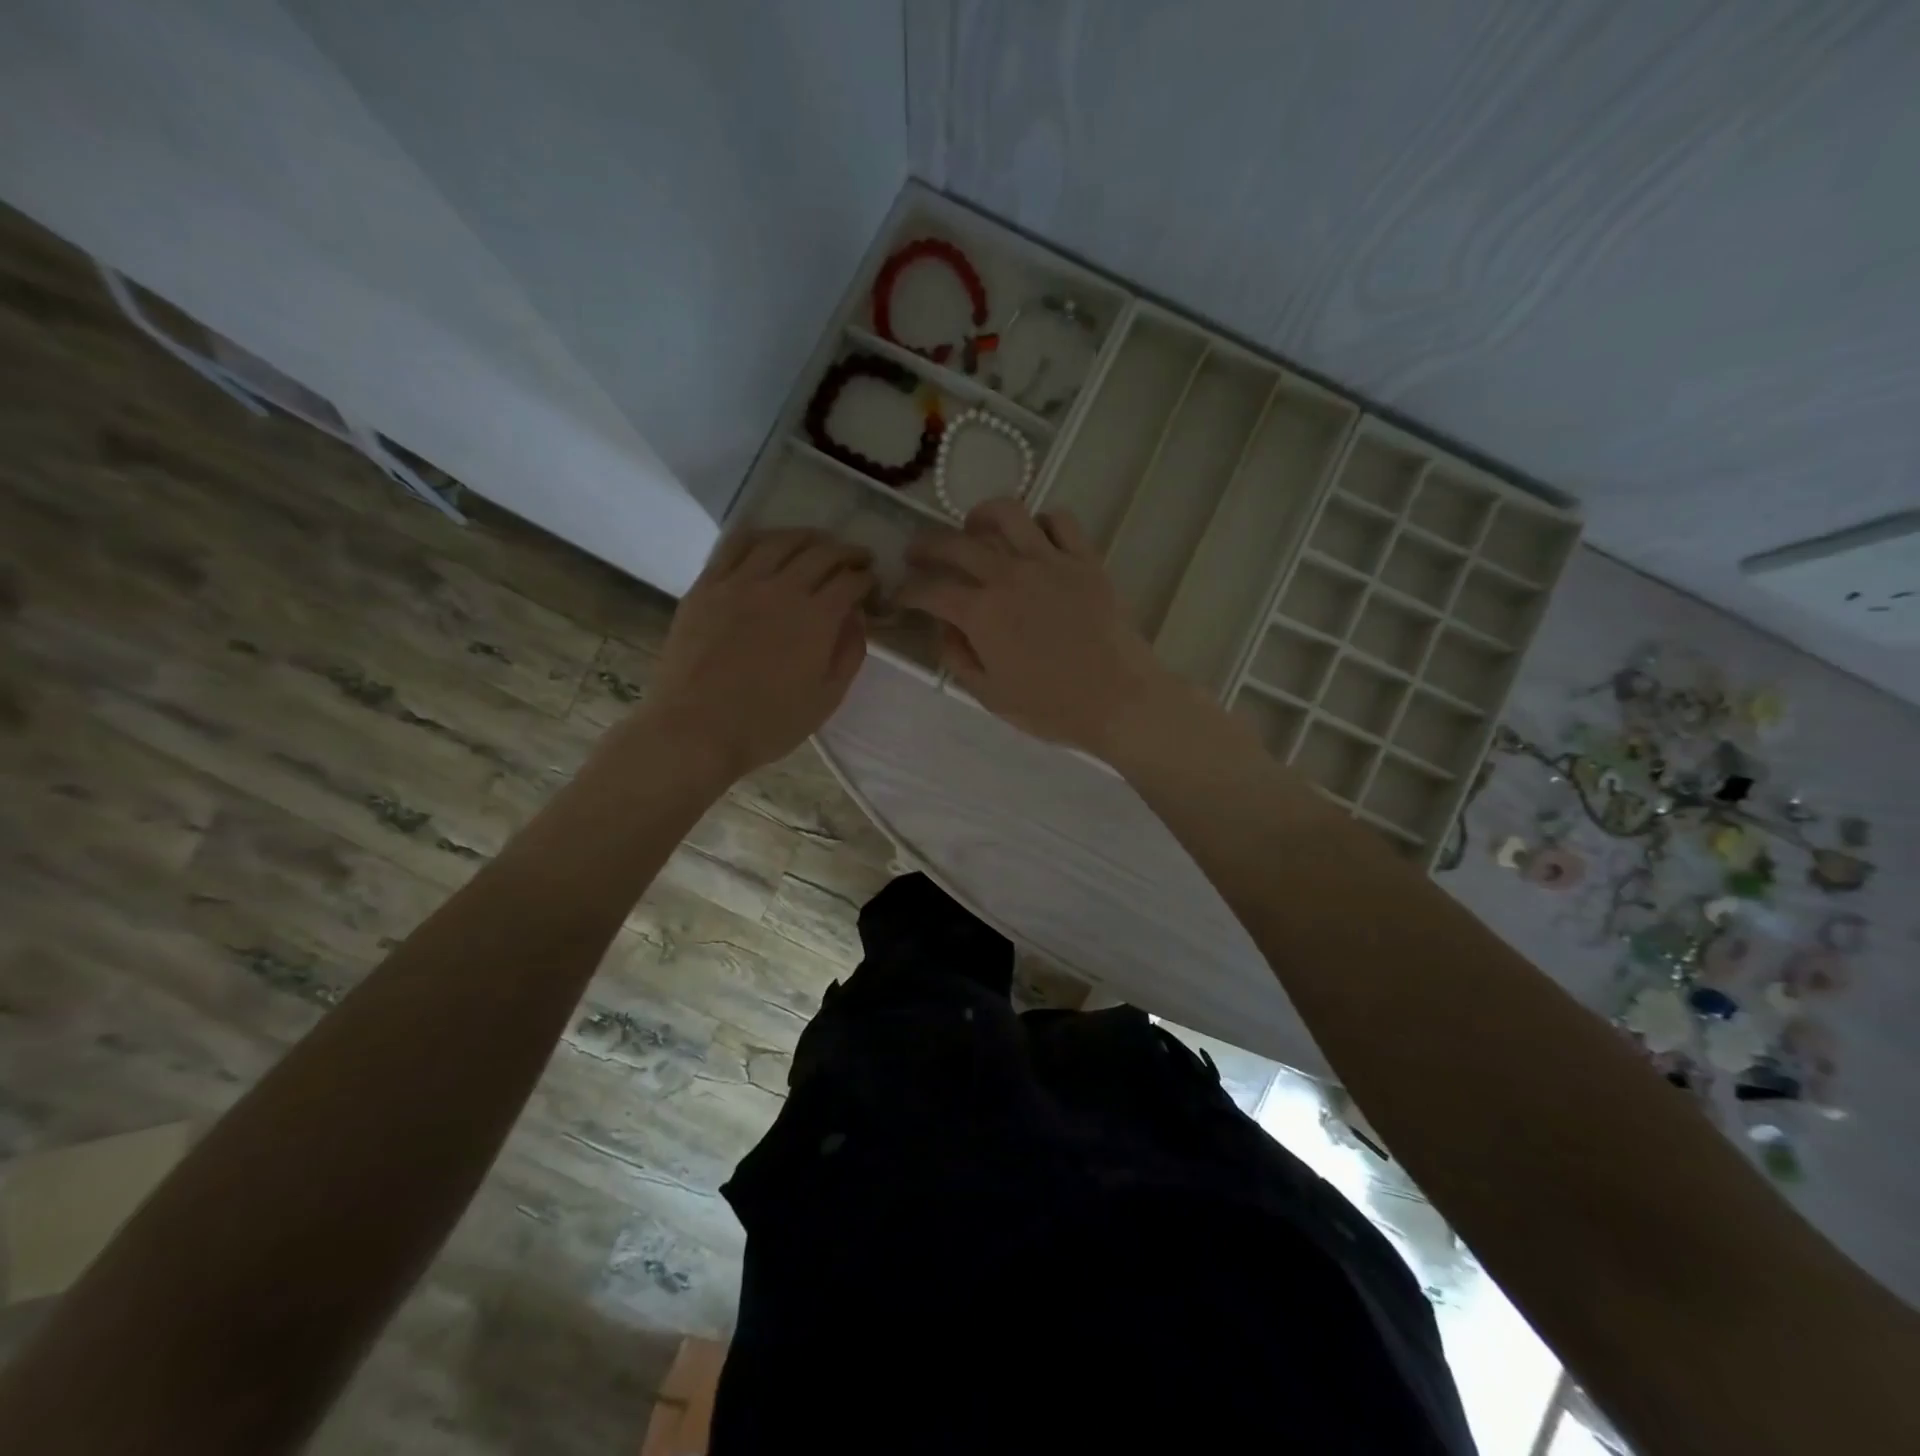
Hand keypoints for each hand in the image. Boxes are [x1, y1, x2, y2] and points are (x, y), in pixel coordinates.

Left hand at [639, 529, 872, 779]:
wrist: (696, 729)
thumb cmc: (768, 723)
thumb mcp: (826, 699)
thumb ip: (849, 653)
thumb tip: (856, 618)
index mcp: (816, 618)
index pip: (851, 580)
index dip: (868, 578)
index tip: (873, 584)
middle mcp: (782, 588)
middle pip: (822, 553)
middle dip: (847, 552)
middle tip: (857, 559)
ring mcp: (740, 582)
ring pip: (780, 540)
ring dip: (807, 537)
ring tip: (818, 543)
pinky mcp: (707, 585)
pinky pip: (735, 545)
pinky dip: (760, 536)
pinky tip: (768, 543)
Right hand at [896, 499, 1176, 756]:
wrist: (1119, 700)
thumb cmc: (1052, 707)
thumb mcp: (990, 695)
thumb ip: (958, 658)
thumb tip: (944, 628)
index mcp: (981, 613)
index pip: (929, 589)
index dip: (907, 591)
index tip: (900, 596)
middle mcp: (1009, 575)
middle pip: (956, 543)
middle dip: (927, 545)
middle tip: (918, 553)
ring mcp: (1050, 561)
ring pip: (1007, 514)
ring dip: (980, 516)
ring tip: (973, 527)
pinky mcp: (1085, 559)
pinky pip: (1059, 520)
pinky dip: (1040, 522)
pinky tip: (1033, 538)